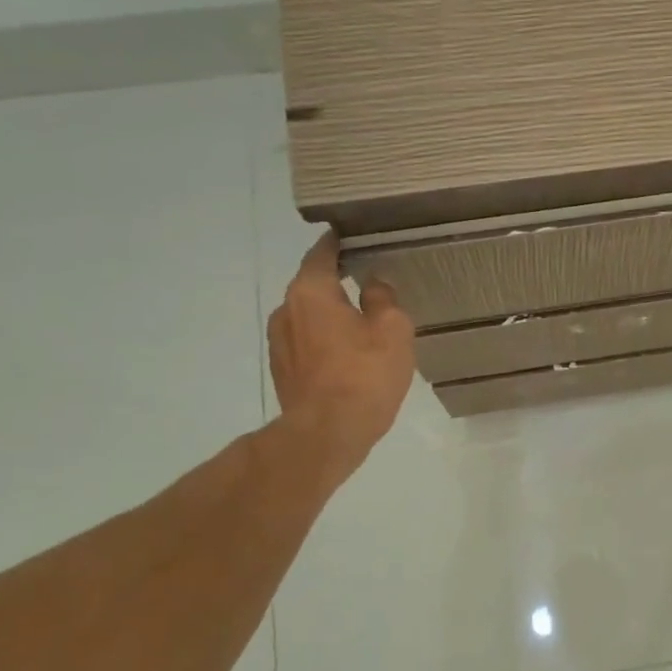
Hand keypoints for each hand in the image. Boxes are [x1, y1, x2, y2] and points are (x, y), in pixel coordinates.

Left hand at [266, 232, 415, 478]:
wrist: (327, 433)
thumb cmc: (364, 375)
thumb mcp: (392, 330)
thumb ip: (383, 299)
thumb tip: (374, 284)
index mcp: (311, 292)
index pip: (322, 254)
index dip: (339, 243)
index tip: (353, 236)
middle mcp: (286, 310)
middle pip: (314, 286)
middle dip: (338, 284)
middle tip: (369, 285)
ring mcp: (279, 343)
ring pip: (310, 317)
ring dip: (332, 317)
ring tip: (362, 326)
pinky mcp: (283, 371)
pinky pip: (307, 344)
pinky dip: (326, 343)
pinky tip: (349, 358)